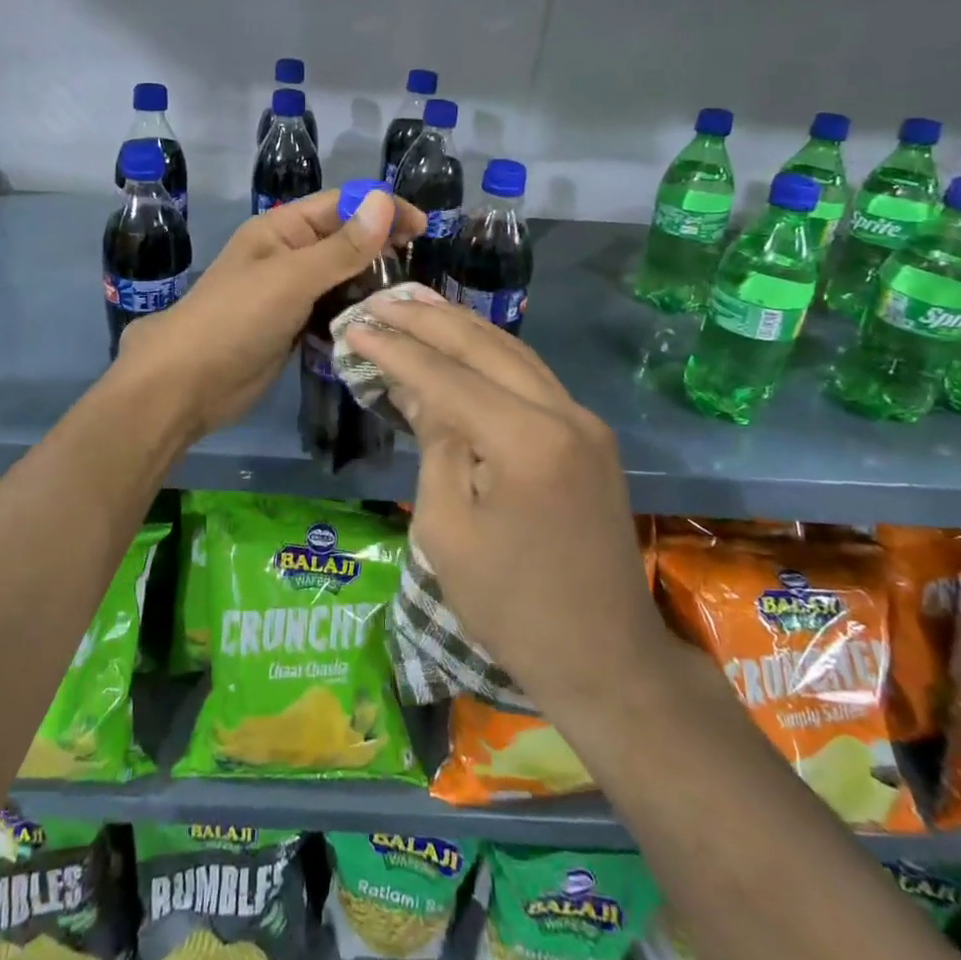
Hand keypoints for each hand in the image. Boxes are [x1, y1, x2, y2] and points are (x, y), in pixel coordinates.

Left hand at [117, 189, 423, 439]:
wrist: (187, 383)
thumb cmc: (235, 319)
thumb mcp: (291, 278)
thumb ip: (341, 247)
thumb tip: (385, 202)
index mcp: (281, 229)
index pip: (341, 205)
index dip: (381, 209)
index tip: (423, 227)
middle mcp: (288, 255)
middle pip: (344, 241)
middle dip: (380, 249)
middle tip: (418, 272)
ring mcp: (290, 293)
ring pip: (341, 278)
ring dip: (370, 285)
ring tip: (406, 301)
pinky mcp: (293, 326)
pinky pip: (332, 311)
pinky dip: (354, 314)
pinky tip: (380, 325)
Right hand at [345, 298, 662, 714]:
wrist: (605, 656)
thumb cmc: (510, 606)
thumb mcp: (446, 528)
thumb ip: (435, 445)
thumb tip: (419, 390)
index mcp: (526, 440)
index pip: (446, 377)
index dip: (396, 351)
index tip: (355, 327)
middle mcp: (563, 413)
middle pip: (485, 347)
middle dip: (428, 321)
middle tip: (381, 303)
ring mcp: (584, 421)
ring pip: (514, 352)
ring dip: (461, 328)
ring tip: (415, 308)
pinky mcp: (590, 435)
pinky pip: (532, 378)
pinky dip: (491, 355)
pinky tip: (462, 345)